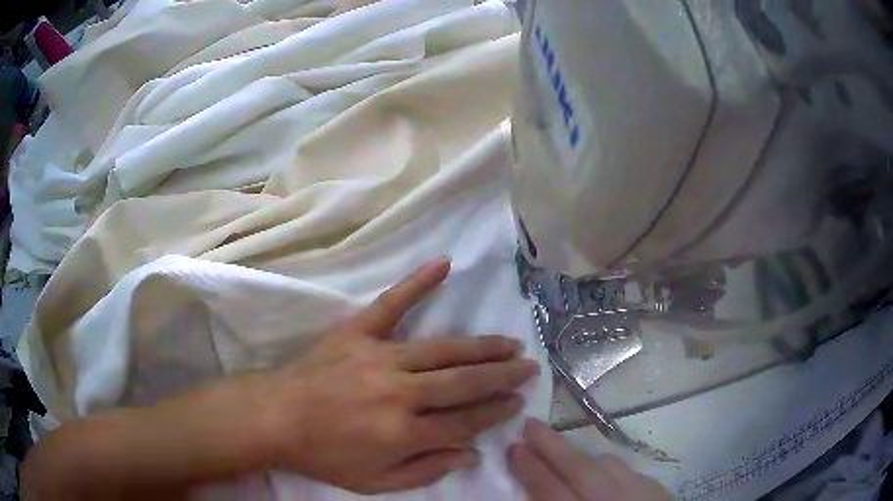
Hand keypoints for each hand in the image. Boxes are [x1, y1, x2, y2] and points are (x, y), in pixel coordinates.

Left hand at [258, 259, 539, 493]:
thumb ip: (426, 471)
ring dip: (481, 346)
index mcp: (403, 432)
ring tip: (510, 344)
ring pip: (443, 349)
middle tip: (528, 368)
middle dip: (502, 376)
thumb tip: (470, 453)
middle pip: (463, 382)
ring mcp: (378, 357)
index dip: (495, 412)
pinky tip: (444, 264)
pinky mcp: (357, 333)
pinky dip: (418, 283)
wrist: (275, 418)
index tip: (517, 402)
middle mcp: (399, 392)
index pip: (465, 421)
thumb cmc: (325, 456)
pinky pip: (392, 304)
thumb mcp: (375, 483)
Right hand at [508, 419, 670, 500]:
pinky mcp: (660, 494)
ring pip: (610, 466)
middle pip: (580, 469)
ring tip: (562, 450)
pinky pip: (631, 473)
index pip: (551, 490)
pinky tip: (602, 474)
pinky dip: (611, 470)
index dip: (530, 469)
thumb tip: (531, 494)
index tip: (513, 448)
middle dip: (552, 446)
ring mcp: (642, 495)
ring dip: (582, 456)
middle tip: (530, 425)